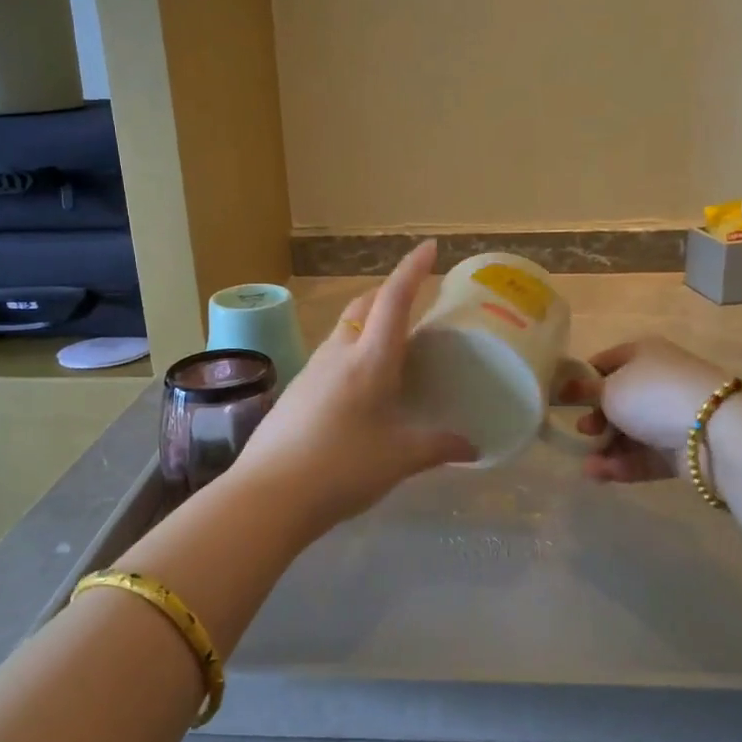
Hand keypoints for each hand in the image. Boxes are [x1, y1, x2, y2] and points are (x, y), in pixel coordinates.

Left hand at [233, 240, 475, 530]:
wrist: (269, 494)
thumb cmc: (341, 468)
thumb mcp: (399, 459)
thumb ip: (438, 447)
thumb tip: (472, 448)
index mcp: (369, 359)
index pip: (394, 299)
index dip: (412, 270)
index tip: (429, 247)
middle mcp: (338, 353)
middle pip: (364, 305)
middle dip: (389, 291)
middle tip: (414, 298)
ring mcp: (312, 369)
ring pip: (344, 328)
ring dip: (368, 321)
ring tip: (392, 342)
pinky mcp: (297, 390)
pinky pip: (331, 355)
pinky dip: (352, 351)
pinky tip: (361, 383)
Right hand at [572, 337, 729, 483]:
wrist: (713, 430)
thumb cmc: (652, 395)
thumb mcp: (610, 388)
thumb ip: (585, 390)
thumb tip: (567, 387)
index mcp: (643, 354)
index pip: (605, 362)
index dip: (582, 379)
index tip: (562, 398)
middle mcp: (658, 381)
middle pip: (618, 401)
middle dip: (595, 418)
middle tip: (583, 430)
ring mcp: (672, 416)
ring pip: (630, 433)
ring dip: (606, 448)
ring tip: (588, 467)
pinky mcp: (681, 449)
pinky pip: (645, 456)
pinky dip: (623, 464)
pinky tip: (600, 475)